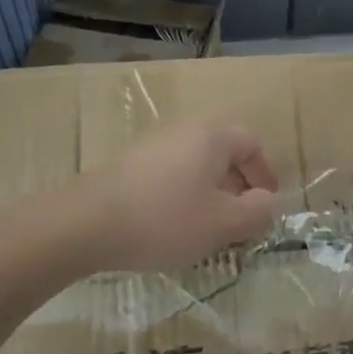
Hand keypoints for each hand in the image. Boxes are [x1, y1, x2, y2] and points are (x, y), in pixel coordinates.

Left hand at [73, 122, 279, 271]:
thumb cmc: (166, 219)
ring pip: (195, 162)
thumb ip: (256, 212)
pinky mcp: (127, 162)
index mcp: (213, 136)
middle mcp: (184, 129)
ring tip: (206, 224)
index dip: (264, 174)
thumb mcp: (224, 224)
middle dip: (237, 183)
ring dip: (209, 189)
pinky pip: (169, 171)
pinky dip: (181, 192)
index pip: (252, 143)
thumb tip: (266, 202)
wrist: (86, 224)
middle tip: (239, 215)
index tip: (264, 204)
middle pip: (223, 150)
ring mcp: (151, 143)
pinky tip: (171, 223)